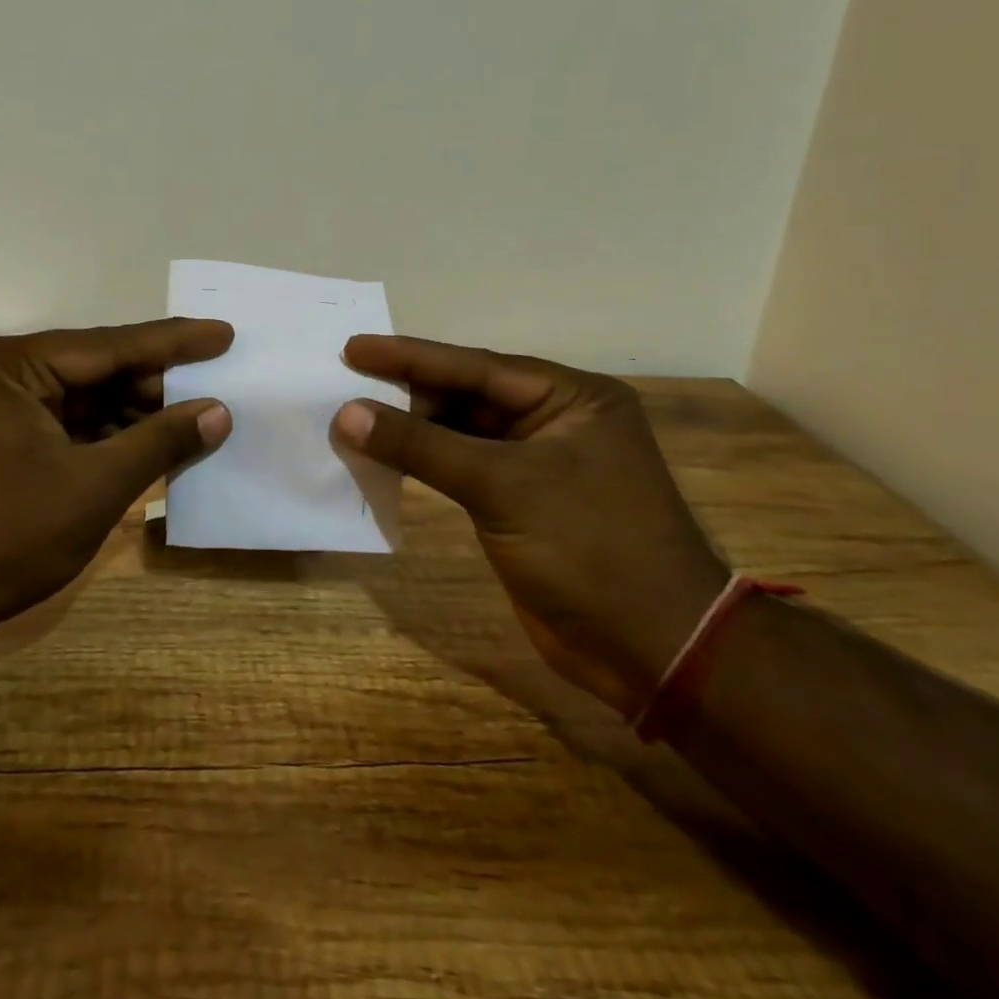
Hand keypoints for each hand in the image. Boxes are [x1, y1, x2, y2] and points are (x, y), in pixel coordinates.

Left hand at [0, 320, 233, 632]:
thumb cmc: (0, 537)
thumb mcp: (93, 487)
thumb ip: (159, 441)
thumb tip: (218, 411)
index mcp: (12, 365)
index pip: (111, 345)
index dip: (174, 343)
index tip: (224, 333)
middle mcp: (1, 374)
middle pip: (97, 370)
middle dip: (156, 384)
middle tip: (217, 387)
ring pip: (84, 401)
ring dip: (135, 414)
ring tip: (196, 417)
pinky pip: (66, 428)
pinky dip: (108, 439)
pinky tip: (151, 446)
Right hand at [333, 335, 729, 716]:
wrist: (653, 651)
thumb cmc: (590, 548)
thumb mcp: (503, 486)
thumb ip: (421, 446)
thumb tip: (348, 414)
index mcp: (572, 398)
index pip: (476, 367)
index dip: (410, 356)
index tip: (354, 347)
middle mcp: (556, 421)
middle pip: (467, 395)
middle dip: (407, 392)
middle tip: (345, 383)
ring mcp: (538, 464)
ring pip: (461, 433)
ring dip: (411, 429)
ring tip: (353, 418)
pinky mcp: (520, 503)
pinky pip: (461, 469)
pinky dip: (424, 464)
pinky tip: (384, 458)